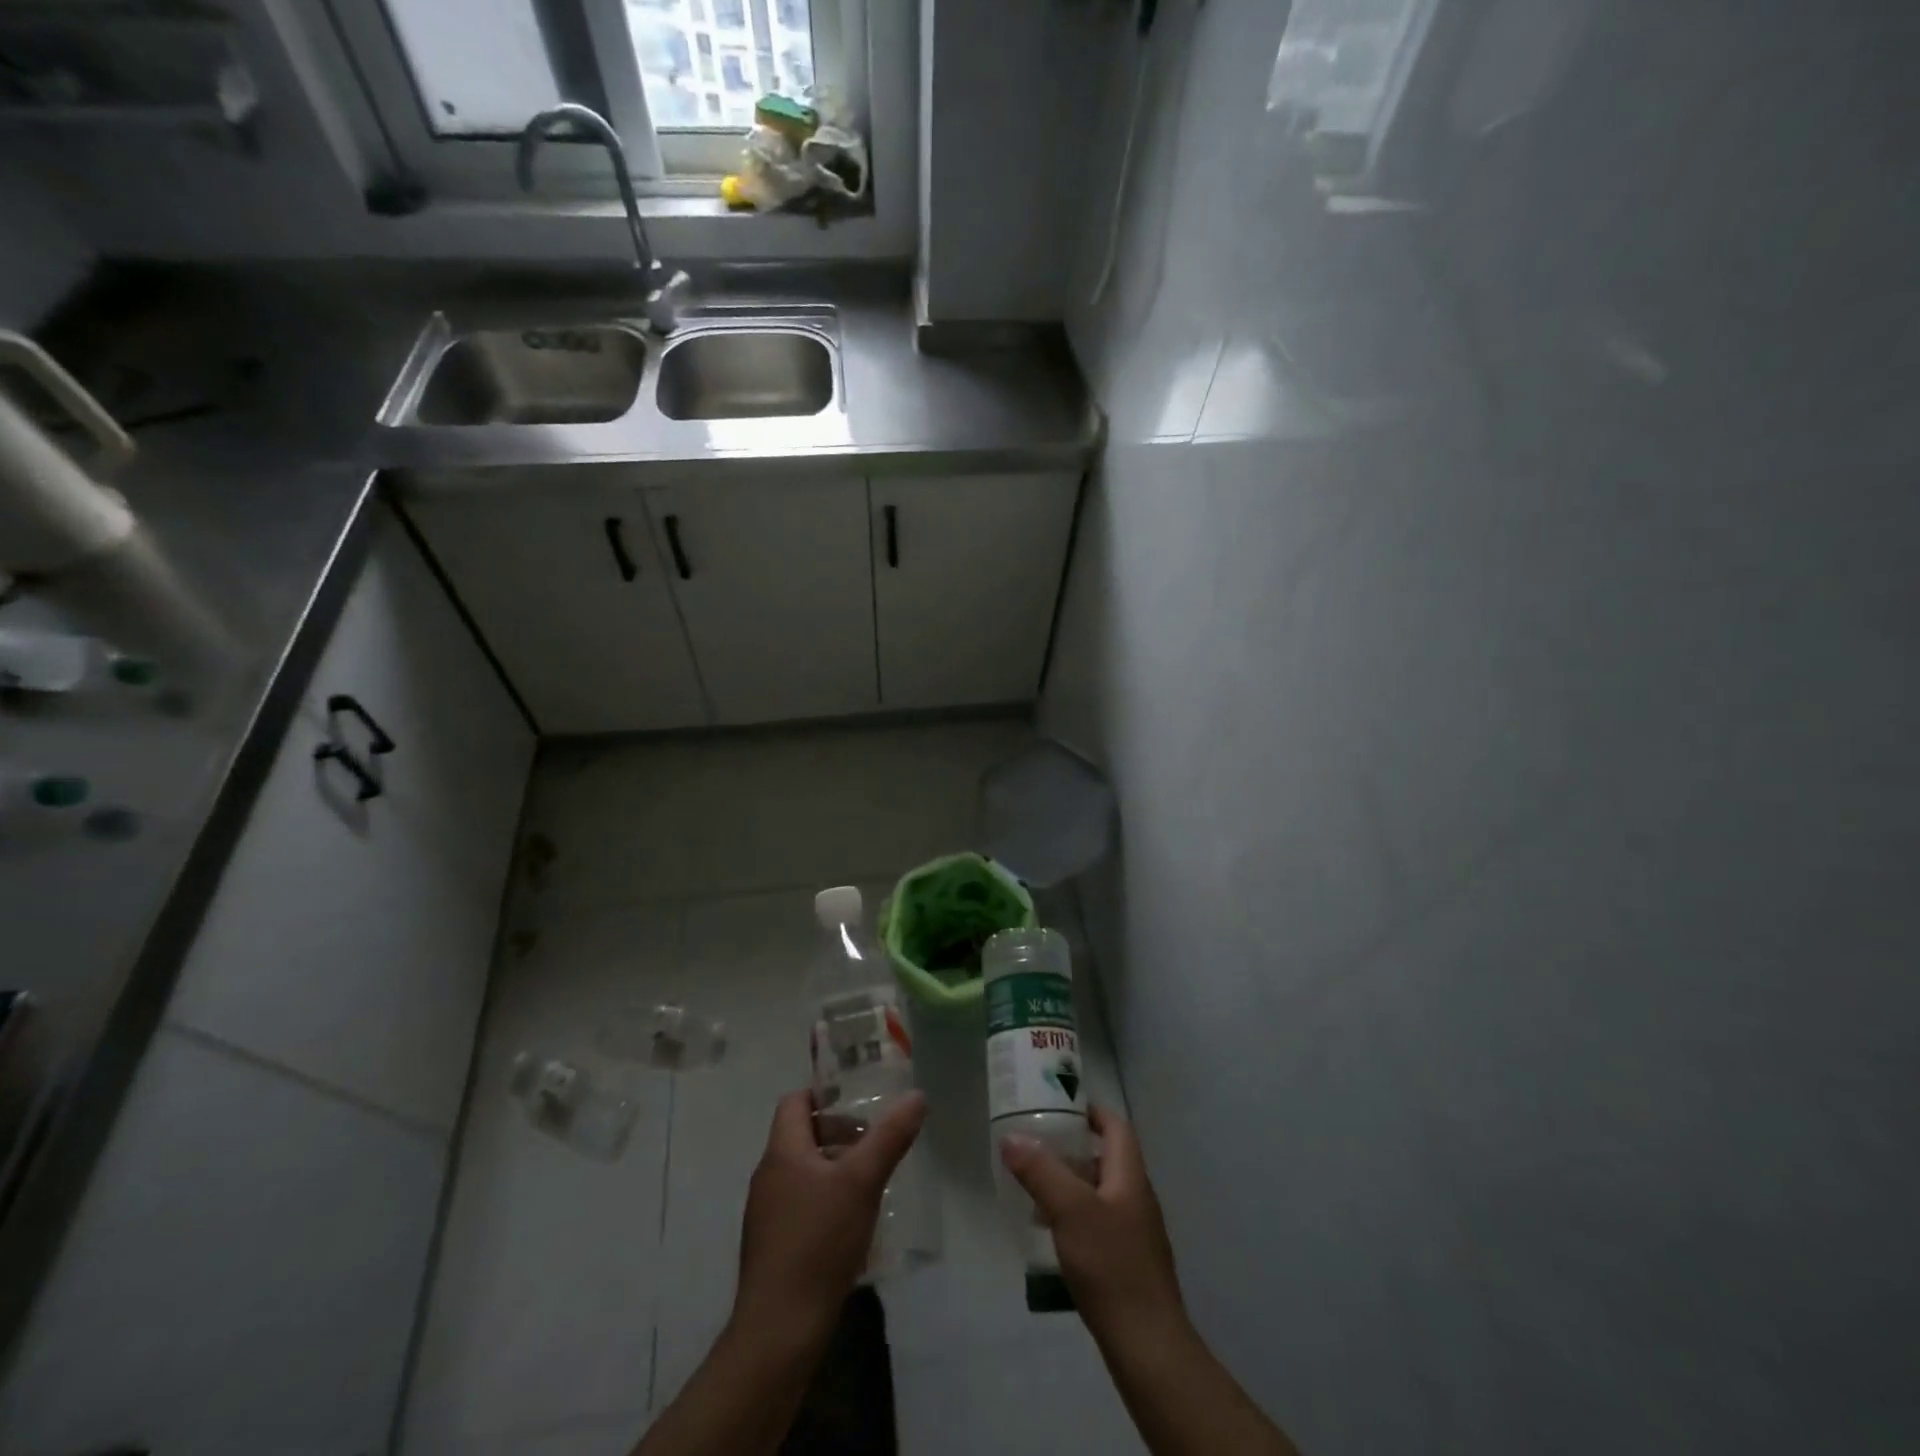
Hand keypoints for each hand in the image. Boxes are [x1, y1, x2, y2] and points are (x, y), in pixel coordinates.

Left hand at [732, 1087, 927, 1347]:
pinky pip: (801, 1204)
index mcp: (782, 1152)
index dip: (825, 1094)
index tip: (859, 1101)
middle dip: (839, 1134)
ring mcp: (766, 1213)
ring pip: (803, 1172)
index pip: (795, 1101)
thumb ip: (889, 1137)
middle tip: (874, 1144)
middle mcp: (768, 1175)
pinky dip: (826, 1200)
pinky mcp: (773, 1246)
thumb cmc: (818, 1242)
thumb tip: (916, 1095)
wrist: (779, 1330)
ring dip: (836, 1169)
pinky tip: (853, 1225)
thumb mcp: (862, 1182)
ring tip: (871, 1183)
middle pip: (802, 1135)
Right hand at [1000, 1104, 1185, 1341]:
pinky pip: (1100, 1223)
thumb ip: (1040, 1171)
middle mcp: (1137, 1197)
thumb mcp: (1069, 1211)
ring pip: (1100, 1192)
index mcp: (1130, 1176)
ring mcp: (1136, 1233)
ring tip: (1035, 1188)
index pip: (1116, 1127)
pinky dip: (1076, 1216)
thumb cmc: (1111, 1266)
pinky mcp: (1128, 1263)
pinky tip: (1052, 1234)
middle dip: (1073, 1148)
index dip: (1091, 1111)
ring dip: (1071, 1184)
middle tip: (1037, 1145)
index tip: (1058, 1106)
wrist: (1148, 1347)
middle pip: (1106, 1158)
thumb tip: (1012, 1137)